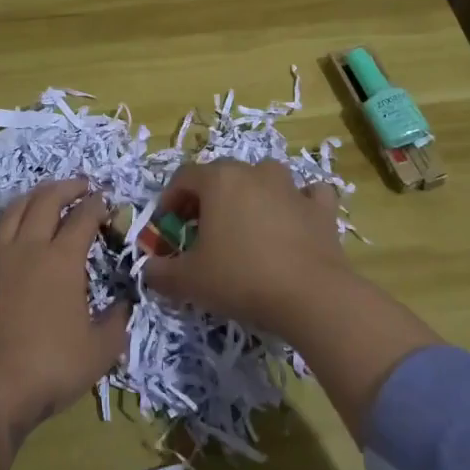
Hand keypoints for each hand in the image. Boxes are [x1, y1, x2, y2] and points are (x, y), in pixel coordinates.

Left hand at [0, 179, 124, 440]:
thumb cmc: (48, 368)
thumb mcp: (99, 352)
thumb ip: (116, 323)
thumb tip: (125, 304)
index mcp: (62, 259)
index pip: (83, 217)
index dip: (97, 204)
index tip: (106, 200)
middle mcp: (28, 247)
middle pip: (46, 200)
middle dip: (67, 187)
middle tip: (80, 186)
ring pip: (13, 210)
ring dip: (34, 197)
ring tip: (44, 196)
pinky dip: (5, 225)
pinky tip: (8, 233)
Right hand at [143, 159, 354, 336]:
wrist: (311, 296)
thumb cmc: (241, 278)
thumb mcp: (189, 281)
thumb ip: (161, 272)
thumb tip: (149, 269)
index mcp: (219, 180)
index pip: (184, 177)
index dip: (170, 200)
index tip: (167, 228)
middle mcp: (255, 173)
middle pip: (223, 175)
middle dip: (207, 199)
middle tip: (201, 231)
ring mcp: (292, 187)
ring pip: (265, 178)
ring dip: (251, 195)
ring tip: (245, 226)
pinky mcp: (321, 208)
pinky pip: (306, 195)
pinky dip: (297, 203)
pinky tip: (294, 221)